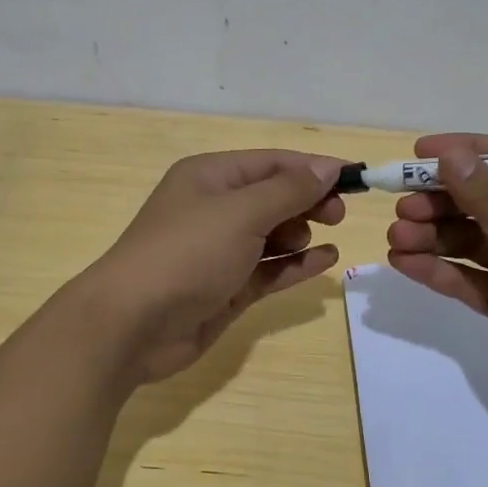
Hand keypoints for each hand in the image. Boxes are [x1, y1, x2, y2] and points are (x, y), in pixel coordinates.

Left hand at [79, 150, 346, 383]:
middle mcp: (215, 209)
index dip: (313, 167)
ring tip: (323, 236)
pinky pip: (270, 269)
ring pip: (273, 234)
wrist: (133, 324)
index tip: (355, 178)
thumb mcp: (241, 212)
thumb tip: (328, 167)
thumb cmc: (187, 253)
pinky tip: (326, 260)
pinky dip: (296, 264)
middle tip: (338, 214)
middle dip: (308, 200)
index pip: (272, 162)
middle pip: (273, 196)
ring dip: (302, 232)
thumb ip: (289, 190)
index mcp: (210, 176)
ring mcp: (220, 251)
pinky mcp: (227, 287)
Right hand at [385, 133, 487, 429]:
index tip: (416, 153)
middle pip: (480, 202)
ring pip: (467, 241)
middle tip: (402, 208)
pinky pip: (466, 279)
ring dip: (430, 236)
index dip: (462, 154)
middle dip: (439, 202)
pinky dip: (436, 270)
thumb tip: (449, 156)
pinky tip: (404, 264)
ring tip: (397, 238)